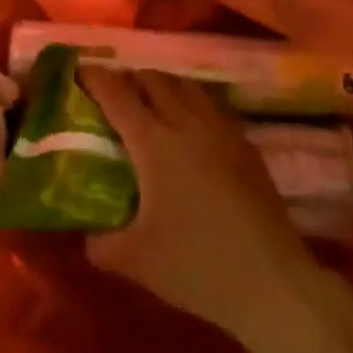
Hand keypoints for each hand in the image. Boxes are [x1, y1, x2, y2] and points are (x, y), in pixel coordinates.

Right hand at [80, 70, 320, 340]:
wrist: (271, 281)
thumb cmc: (197, 266)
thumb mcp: (136, 261)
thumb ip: (103, 244)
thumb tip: (88, 236)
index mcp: (154, 143)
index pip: (118, 96)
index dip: (96, 78)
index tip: (81, 71)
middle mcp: (186, 123)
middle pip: (154, 80)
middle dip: (130, 77)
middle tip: (114, 91)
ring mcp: (221, 130)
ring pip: (187, 85)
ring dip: (163, 84)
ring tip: (151, 100)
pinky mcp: (246, 144)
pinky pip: (212, 105)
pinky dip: (192, 101)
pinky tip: (191, 125)